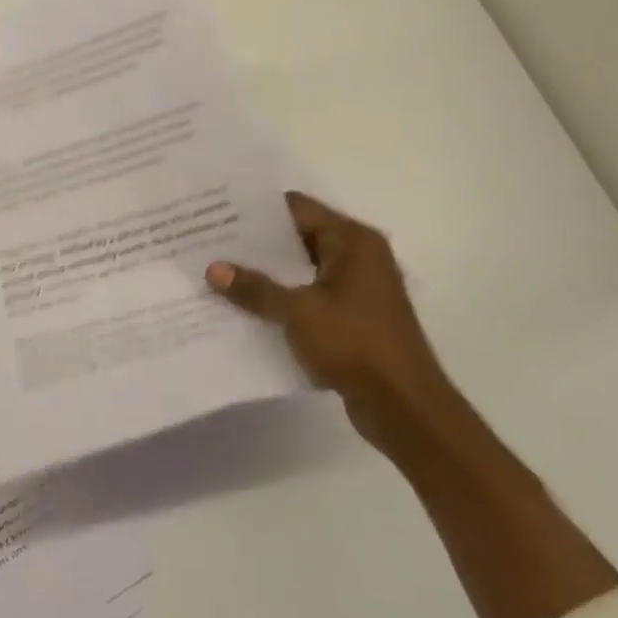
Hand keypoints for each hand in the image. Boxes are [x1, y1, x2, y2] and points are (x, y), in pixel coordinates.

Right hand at [206, 192, 454, 458]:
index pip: (297, 209)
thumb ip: (255, 288)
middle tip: (211, 242)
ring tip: (221, 272)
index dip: (258, 211)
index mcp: (353, 241)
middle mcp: (359, 256)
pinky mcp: (354, 317)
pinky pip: (310, 296)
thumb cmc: (355, 344)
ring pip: (302, 270)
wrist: (405, 408)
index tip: (219, 213)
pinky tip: (247, 307)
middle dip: (257, 244)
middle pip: (299, 237)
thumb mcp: (298, 312)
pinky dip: (284, 299)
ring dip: (269, 274)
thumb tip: (213, 269)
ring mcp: (358, 288)